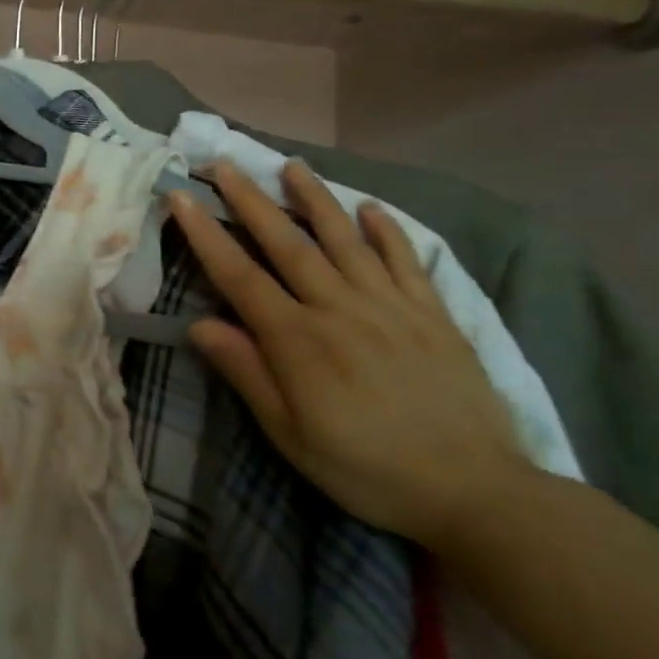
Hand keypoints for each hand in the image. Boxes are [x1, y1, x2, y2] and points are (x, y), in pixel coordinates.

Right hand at [168, 159, 529, 548]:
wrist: (477, 494)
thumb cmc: (367, 468)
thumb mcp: (290, 434)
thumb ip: (246, 372)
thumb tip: (199, 324)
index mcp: (298, 340)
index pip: (239, 275)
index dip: (205, 234)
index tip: (182, 197)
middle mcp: (339, 309)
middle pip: (287, 244)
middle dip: (250, 201)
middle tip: (225, 164)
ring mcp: (390, 307)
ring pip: (345, 240)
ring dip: (315, 199)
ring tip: (291, 165)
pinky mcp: (433, 315)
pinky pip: (406, 262)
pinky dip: (388, 232)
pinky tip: (371, 209)